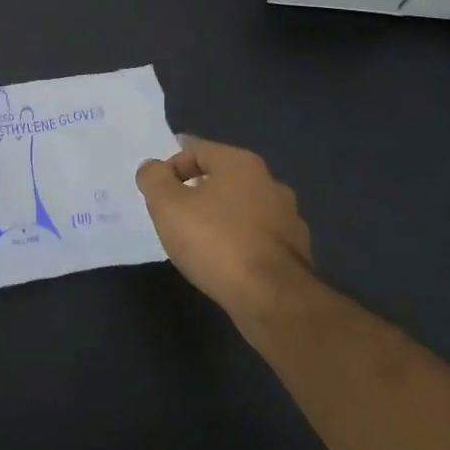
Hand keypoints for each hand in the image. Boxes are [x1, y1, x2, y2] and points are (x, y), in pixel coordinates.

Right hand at [135, 137, 313, 325]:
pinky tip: (226, 261)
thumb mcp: (167, 205)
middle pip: (222, 177)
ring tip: (200, 241)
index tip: (158, 195)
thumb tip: (153, 168)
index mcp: (240, 163)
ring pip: (242, 207)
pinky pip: (258, 236)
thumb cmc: (214, 241)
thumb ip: (153, 178)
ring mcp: (288, 216)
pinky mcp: (296, 250)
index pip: (196, 150)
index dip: (171, 168)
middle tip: (175, 215)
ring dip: (221, 217)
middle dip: (196, 191)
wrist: (271, 299)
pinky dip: (240, 242)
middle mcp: (269, 181)